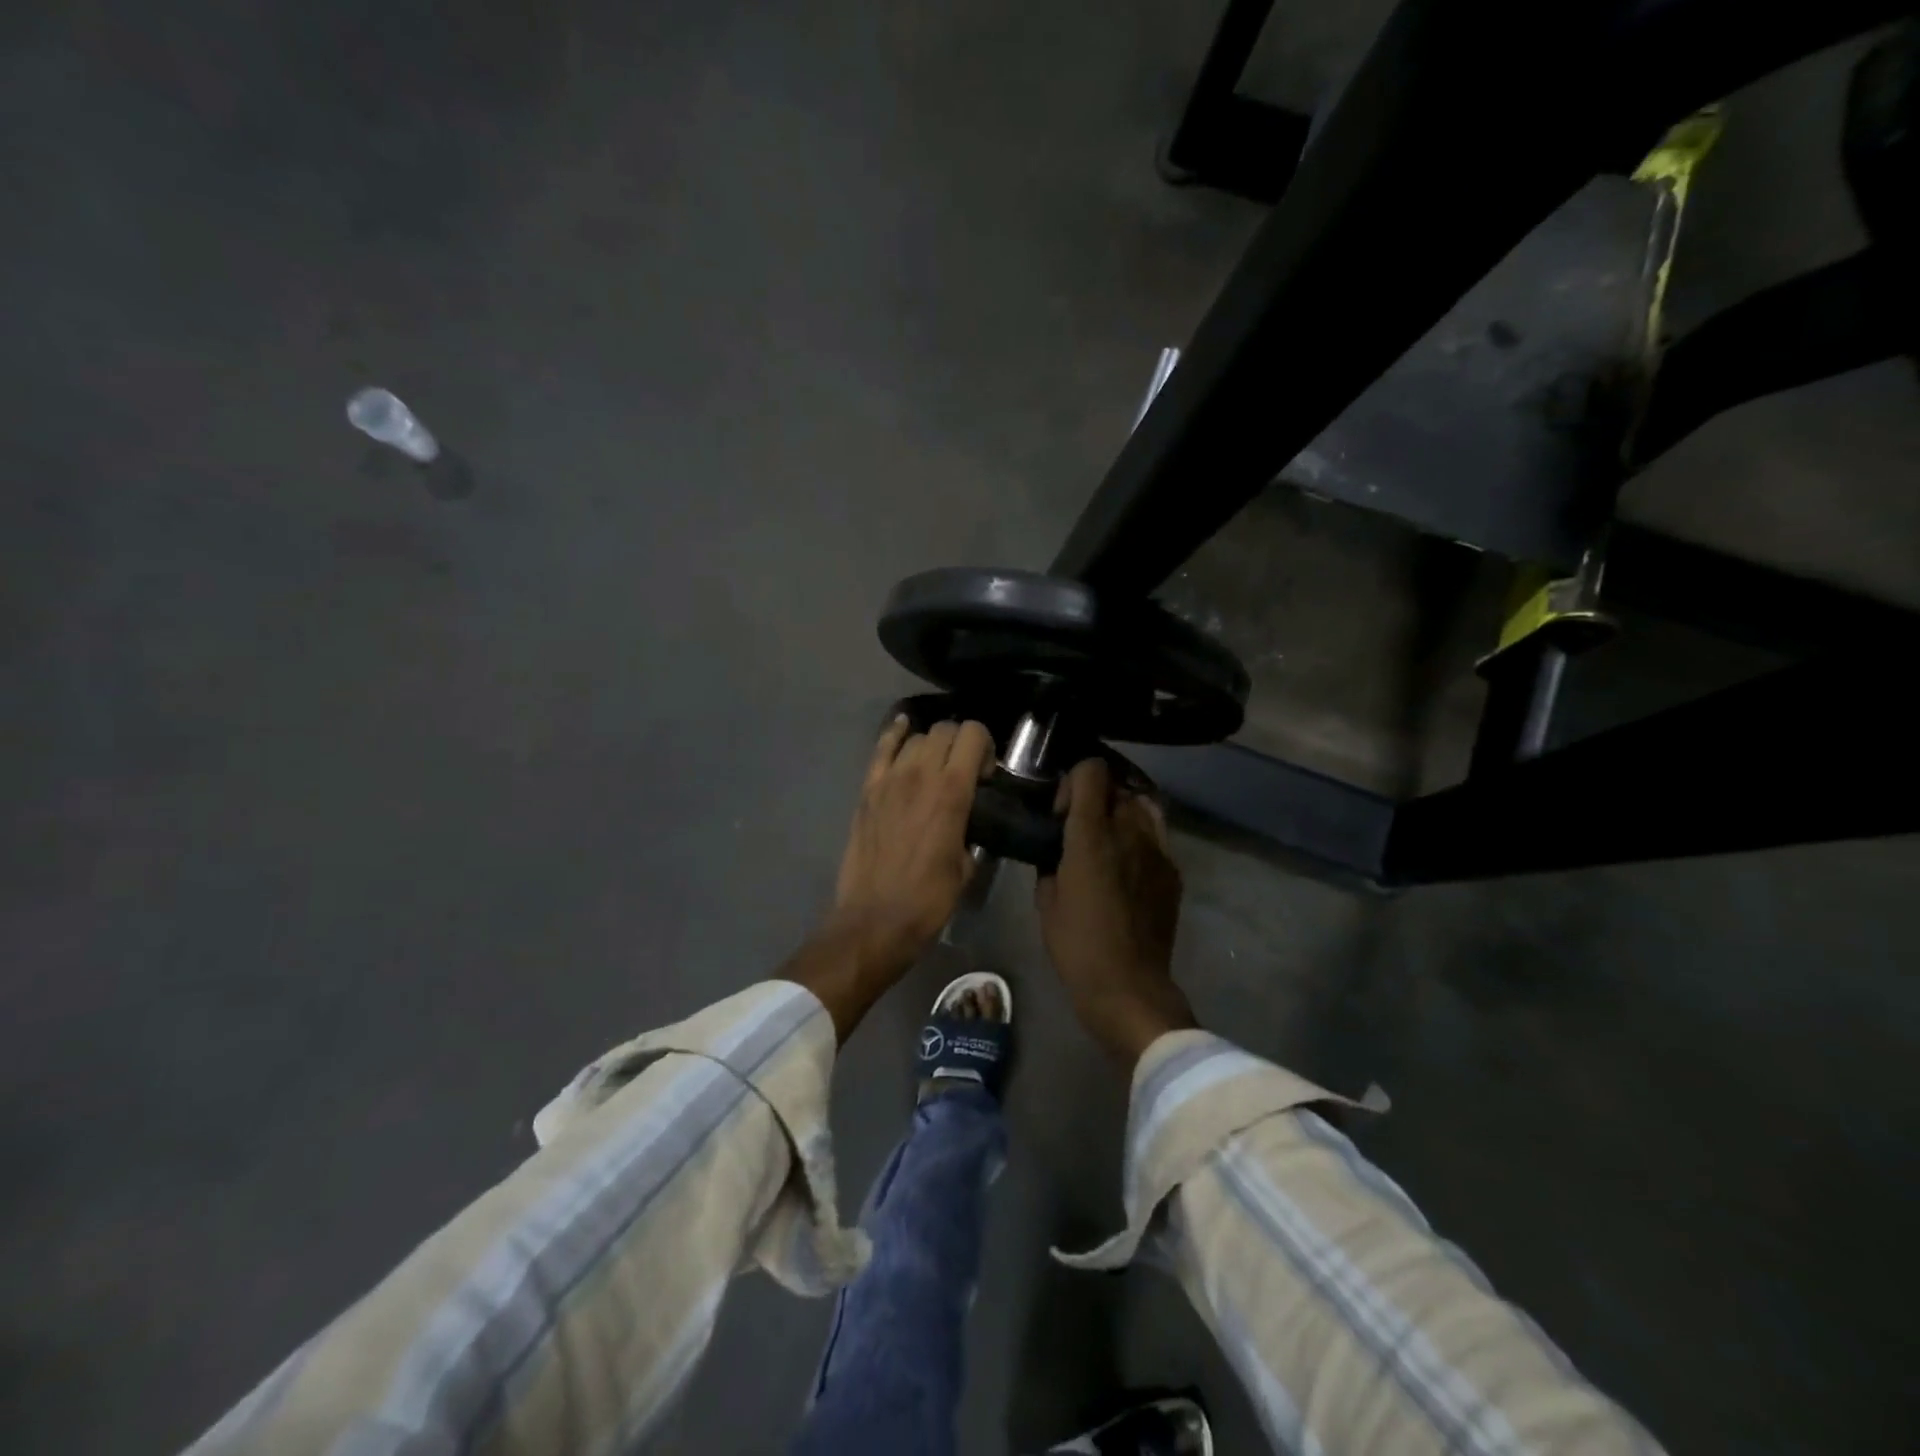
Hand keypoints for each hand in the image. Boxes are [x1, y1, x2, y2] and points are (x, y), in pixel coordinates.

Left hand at [835, 715, 992, 958]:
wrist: (875, 920)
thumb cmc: (928, 900)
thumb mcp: (966, 867)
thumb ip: (971, 833)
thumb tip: (969, 824)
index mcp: (952, 792)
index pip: (973, 735)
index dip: (985, 746)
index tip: (986, 773)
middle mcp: (920, 774)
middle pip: (945, 730)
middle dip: (961, 742)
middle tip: (964, 770)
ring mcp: (889, 780)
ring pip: (916, 737)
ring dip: (932, 745)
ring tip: (934, 766)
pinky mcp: (867, 790)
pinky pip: (881, 748)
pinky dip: (895, 734)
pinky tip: (904, 729)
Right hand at [1036, 757, 1196, 1067]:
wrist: (1130, 987)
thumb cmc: (1077, 946)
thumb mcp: (1046, 901)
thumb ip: (1050, 862)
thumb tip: (1056, 849)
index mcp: (1091, 836)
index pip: (1091, 771)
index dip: (1073, 781)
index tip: (1062, 812)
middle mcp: (1129, 831)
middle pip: (1117, 785)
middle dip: (1096, 798)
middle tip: (1081, 827)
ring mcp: (1157, 850)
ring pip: (1142, 805)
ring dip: (1121, 813)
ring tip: (1108, 840)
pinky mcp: (1173, 870)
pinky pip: (1156, 835)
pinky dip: (1140, 836)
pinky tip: (1128, 864)